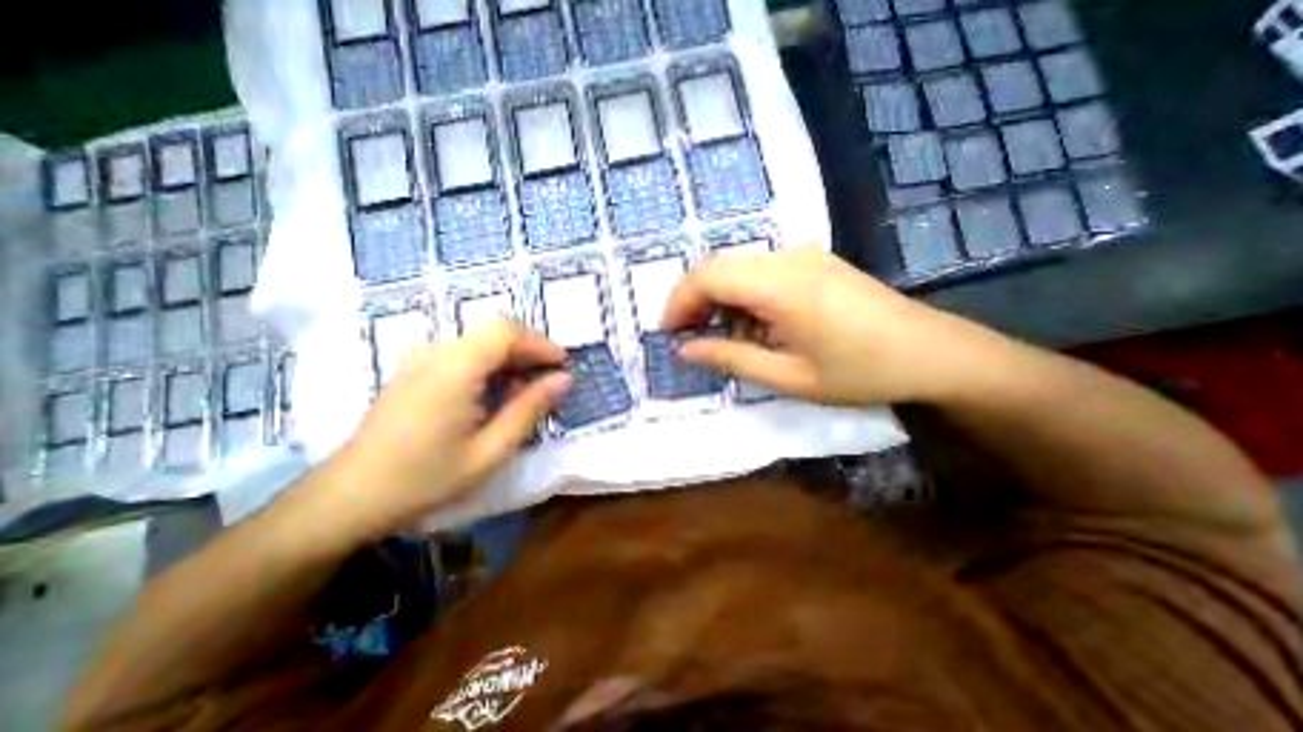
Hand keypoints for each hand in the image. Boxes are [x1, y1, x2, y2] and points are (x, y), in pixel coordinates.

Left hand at [308, 317, 572, 540]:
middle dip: (529, 351)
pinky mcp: (415, 371)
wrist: (348, 498)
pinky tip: (494, 396)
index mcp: (455, 368)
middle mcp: (437, 353)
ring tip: (526, 393)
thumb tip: (564, 379)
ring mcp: (422, 360)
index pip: (506, 330)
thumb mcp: (490, 450)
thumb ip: (530, 409)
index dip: (540, 343)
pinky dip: (490, 366)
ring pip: (480, 342)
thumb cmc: (425, 478)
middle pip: (494, 331)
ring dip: (510, 359)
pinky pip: (463, 354)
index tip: (562, 366)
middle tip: (550, 381)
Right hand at [663, 245, 1000, 405]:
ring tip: (725, 338)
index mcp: (781, 285)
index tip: (669, 333)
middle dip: (695, 301)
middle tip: (691, 338)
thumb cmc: (860, 372)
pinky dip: (744, 297)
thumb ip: (730, 359)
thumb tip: (686, 350)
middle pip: (719, 267)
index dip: (679, 302)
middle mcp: (788, 258)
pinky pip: (762, 272)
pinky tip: (757, 326)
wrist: (934, 353)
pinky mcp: (814, 262)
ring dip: (720, 300)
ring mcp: (804, 256)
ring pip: (739, 268)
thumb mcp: (788, 377)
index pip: (708, 276)